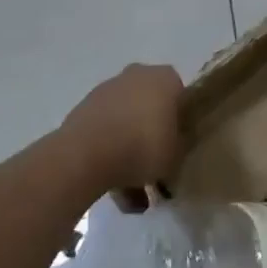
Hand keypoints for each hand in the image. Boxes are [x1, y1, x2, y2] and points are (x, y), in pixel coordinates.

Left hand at [59, 63, 184, 191]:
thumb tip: (175, 146)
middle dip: (152, 135)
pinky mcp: (86, 107)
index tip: (178, 146)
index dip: (180, 123)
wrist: (87, 153)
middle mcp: (138, 75)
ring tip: (131, 193)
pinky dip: (109, 152)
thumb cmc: (143, 147)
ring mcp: (109, 89)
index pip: (181, 97)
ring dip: (129, 148)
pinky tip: (112, 185)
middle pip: (151, 106)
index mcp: (166, 78)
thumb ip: (180, 146)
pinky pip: (105, 130)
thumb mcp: (177, 155)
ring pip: (126, 120)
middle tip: (155, 166)